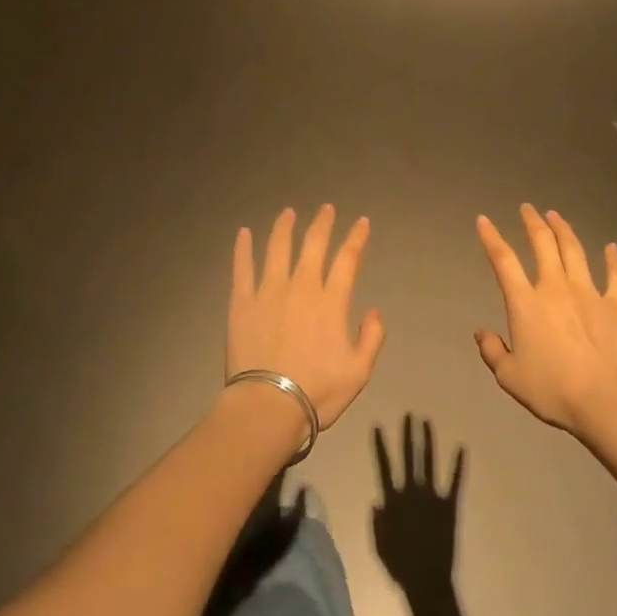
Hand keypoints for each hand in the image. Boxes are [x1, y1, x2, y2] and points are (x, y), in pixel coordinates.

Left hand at [228, 206, 384, 429]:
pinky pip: (242, 267)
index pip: (347, 259)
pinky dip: (243, 248)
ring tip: (288, 213)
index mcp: (330, 302)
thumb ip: (372, 338)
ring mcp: (269, 291)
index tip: (362, 222)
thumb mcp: (359, 372)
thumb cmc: (317, 392)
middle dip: (322, 223)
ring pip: (277, 248)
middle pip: (313, 244)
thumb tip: (374, 311)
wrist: (268, 407)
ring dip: (284, 227)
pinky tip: (243, 233)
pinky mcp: (242, 302)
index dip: (356, 238)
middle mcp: (301, 287)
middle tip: (327, 208)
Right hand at [373, 416, 462, 593]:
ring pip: (429, 462)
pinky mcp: (449, 505)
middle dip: (408, 434)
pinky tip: (462, 448)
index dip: (381, 446)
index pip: (384, 466)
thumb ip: (377, 522)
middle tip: (409, 414)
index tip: (378, 426)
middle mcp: (412, 492)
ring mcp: (432, 496)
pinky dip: (458, 465)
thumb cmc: (400, 566)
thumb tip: (376, 502)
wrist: (427, 581)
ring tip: (426, 422)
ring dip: (427, 441)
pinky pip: (455, 482)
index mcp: (394, 500)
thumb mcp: (379, 545)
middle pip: (409, 457)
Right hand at [474, 206, 616, 434]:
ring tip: (556, 216)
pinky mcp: (616, 305)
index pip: (503, 260)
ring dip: (563, 230)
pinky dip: (613, 259)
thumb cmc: (552, 390)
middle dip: (532, 222)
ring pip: (574, 251)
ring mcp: (588, 292)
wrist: (604, 400)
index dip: (491, 238)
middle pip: (542, 244)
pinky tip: (612, 247)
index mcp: (525, 303)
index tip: (484, 220)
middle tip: (527, 208)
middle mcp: (555, 287)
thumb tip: (481, 333)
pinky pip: (616, 275)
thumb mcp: (510, 377)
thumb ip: (493, 352)